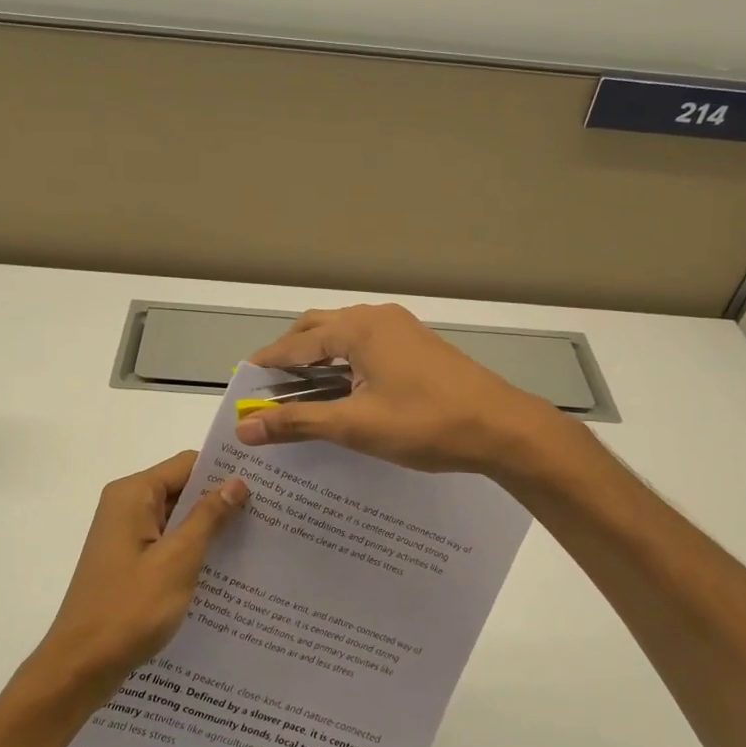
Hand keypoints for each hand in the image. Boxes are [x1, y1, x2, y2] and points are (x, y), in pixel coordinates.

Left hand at [29, 451, 247, 699]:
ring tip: (257, 538)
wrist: (81, 666)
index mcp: (133, 495)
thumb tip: (237, 481)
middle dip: (221, 500)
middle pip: (182, 488)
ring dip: (210, 528)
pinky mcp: (129, 562)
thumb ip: (208, 516)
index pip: (187, 464)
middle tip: (269, 512)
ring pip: (178, 518)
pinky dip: (193, 550)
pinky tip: (225, 567)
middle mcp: (126, 506)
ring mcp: (126, 535)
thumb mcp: (178, 559)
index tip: (264, 483)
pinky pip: (168, 543)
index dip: (224, 471)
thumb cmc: (129, 608)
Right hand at [235, 303, 561, 474]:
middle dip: (290, 355)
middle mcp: (378, 318)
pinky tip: (341, 390)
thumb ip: (298, 421)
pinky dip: (343, 363)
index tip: (243, 382)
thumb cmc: (426, 423)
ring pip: (344, 336)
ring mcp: (401, 329)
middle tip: (269, 388)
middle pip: (318, 329)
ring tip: (299, 391)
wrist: (502, 428)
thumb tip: (246, 427)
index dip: (268, 364)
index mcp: (359, 328)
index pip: (297, 343)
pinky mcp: (417, 346)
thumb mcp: (356, 426)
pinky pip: (366, 345)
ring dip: (318, 359)